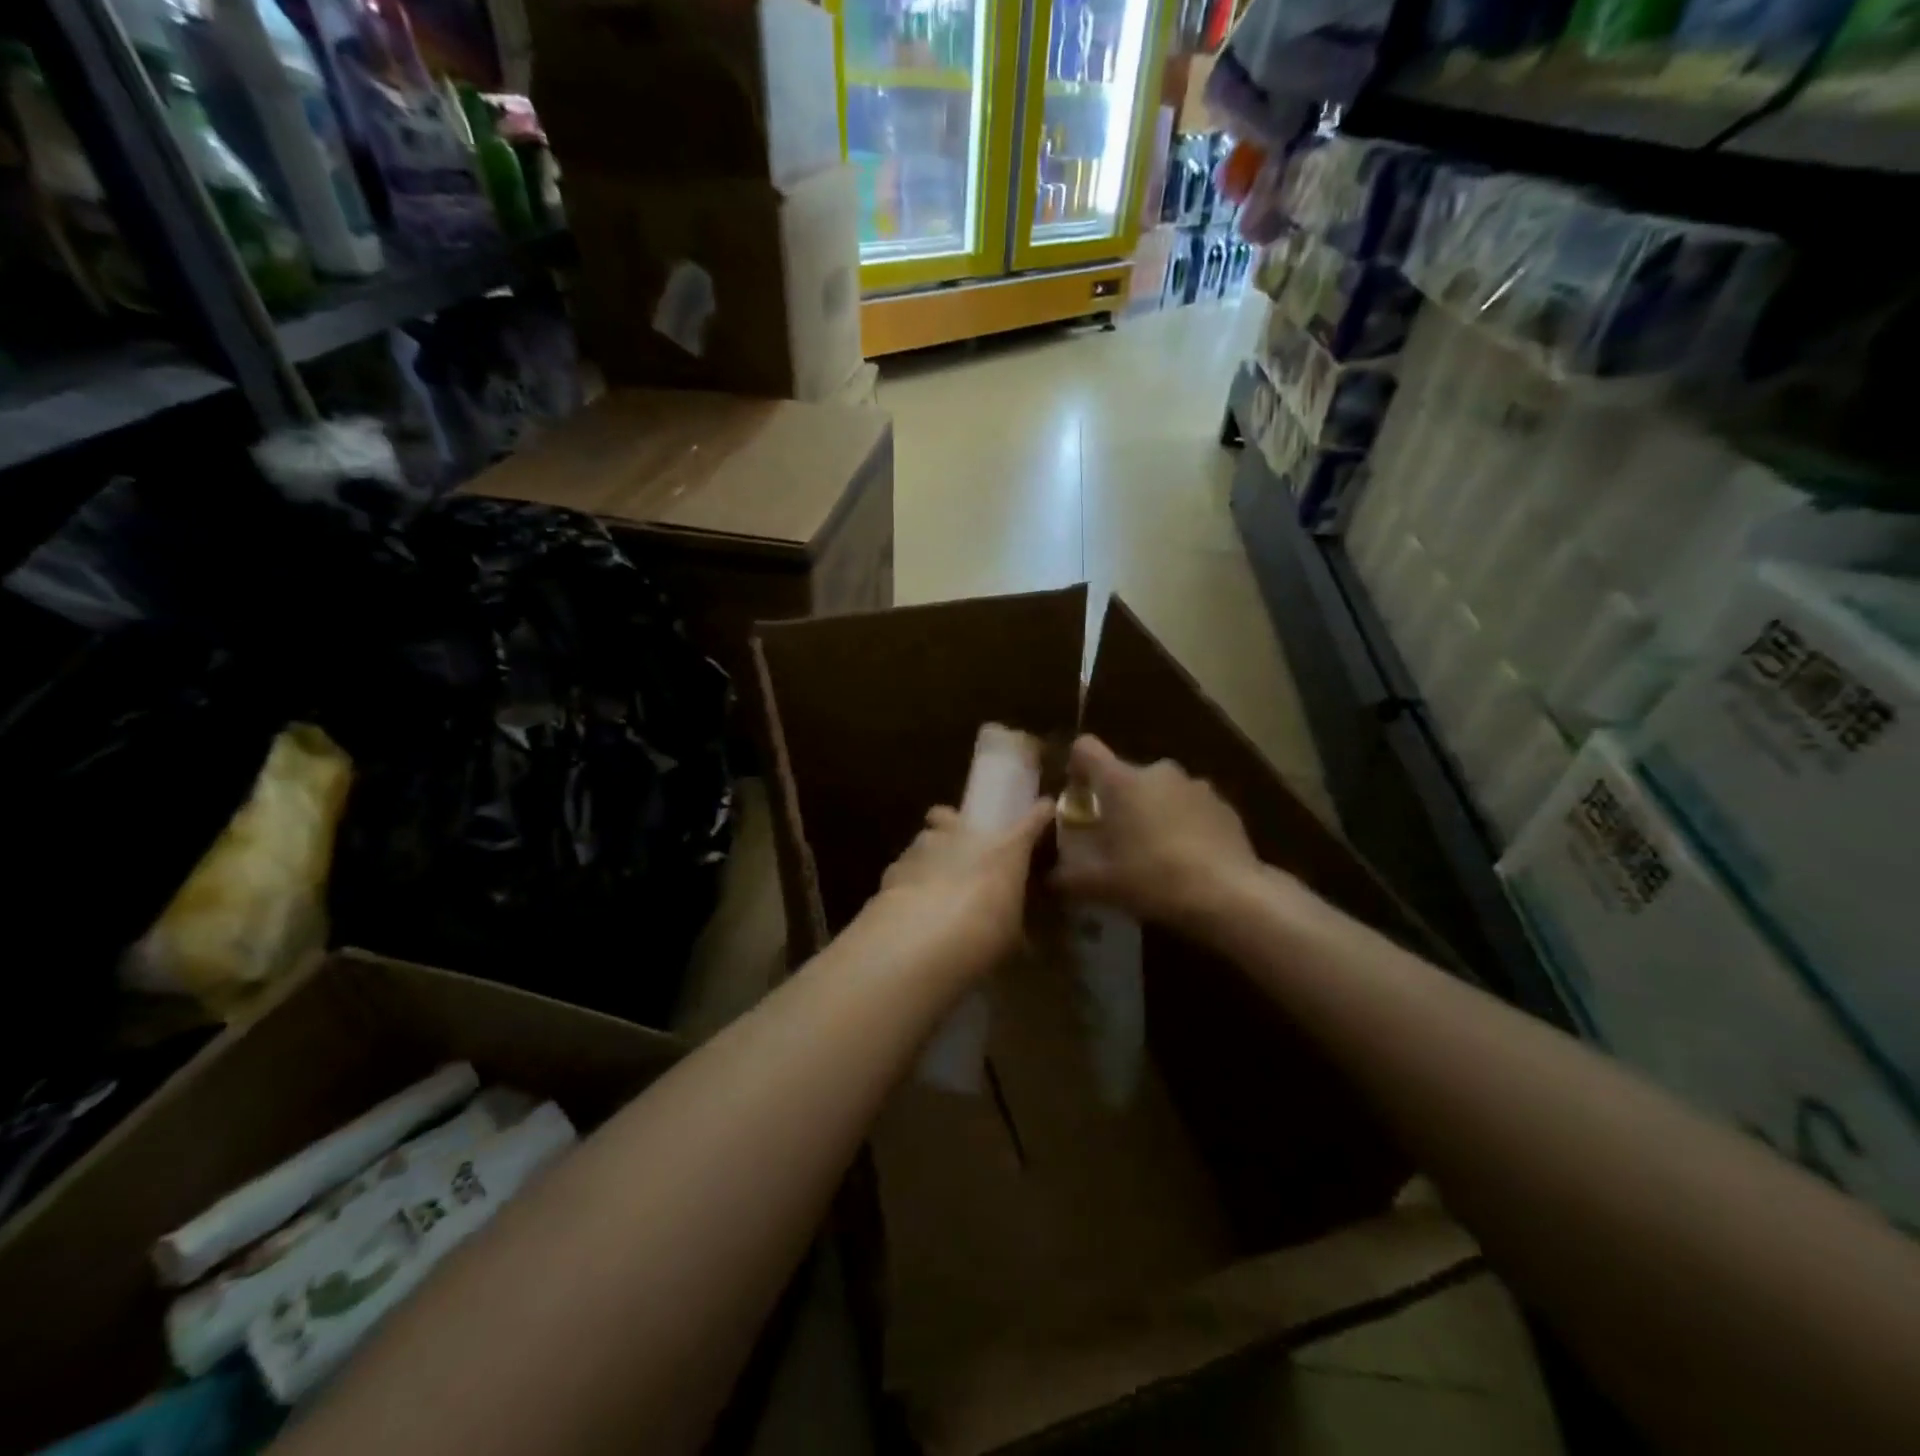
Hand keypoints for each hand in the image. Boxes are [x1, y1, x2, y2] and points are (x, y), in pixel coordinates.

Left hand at [877, 799, 1053, 972]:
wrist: (923, 940)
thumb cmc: (984, 934)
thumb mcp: (1012, 939)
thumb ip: (1016, 929)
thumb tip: (1025, 943)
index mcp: (1004, 849)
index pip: (1032, 821)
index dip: (1039, 815)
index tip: (1043, 810)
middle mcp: (963, 836)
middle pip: (951, 814)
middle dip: (953, 823)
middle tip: (960, 847)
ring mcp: (924, 847)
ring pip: (926, 838)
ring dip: (930, 854)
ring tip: (932, 881)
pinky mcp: (894, 867)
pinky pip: (904, 867)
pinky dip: (908, 880)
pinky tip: (909, 902)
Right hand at [1051, 735, 1264, 933]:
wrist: (1228, 894)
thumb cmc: (1152, 878)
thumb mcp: (1097, 885)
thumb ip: (1065, 876)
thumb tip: (1048, 877)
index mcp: (1121, 780)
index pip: (1085, 748)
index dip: (1076, 765)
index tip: (1076, 794)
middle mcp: (1157, 771)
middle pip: (1125, 775)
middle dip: (1117, 800)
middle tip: (1115, 837)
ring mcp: (1195, 785)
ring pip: (1160, 791)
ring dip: (1152, 811)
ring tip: (1153, 851)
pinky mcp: (1224, 804)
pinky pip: (1191, 807)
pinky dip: (1183, 824)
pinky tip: (1187, 858)